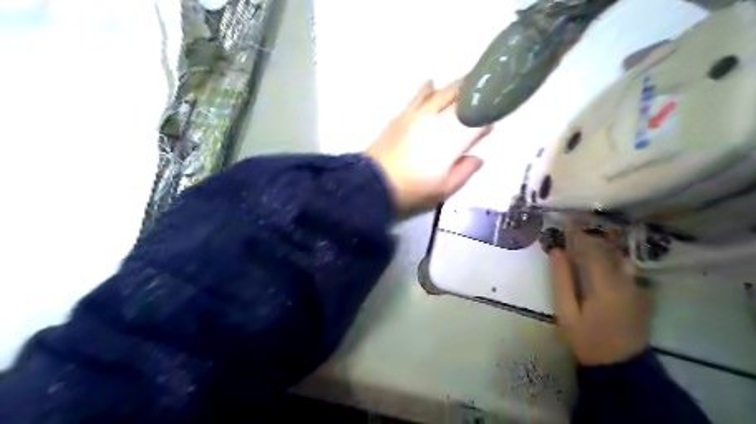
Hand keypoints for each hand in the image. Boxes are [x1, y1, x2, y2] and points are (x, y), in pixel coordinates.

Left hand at [368, 81, 496, 216]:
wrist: (375, 182)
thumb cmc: (413, 189)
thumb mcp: (444, 189)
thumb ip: (465, 171)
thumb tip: (477, 157)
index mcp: (453, 139)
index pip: (477, 122)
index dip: (486, 120)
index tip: (489, 124)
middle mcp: (439, 120)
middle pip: (462, 98)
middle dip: (476, 93)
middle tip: (484, 91)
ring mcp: (419, 114)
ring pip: (442, 92)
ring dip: (456, 87)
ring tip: (465, 82)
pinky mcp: (403, 114)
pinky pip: (418, 95)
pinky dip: (428, 88)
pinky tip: (431, 83)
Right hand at [546, 227, 652, 365]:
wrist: (621, 365)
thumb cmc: (587, 339)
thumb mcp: (566, 312)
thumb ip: (561, 280)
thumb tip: (557, 251)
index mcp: (605, 286)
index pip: (591, 249)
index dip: (578, 232)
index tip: (565, 217)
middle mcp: (625, 280)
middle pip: (607, 248)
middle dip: (589, 233)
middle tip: (572, 221)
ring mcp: (637, 286)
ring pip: (618, 255)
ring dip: (601, 243)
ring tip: (584, 234)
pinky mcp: (641, 292)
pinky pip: (625, 266)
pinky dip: (610, 255)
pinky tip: (599, 255)